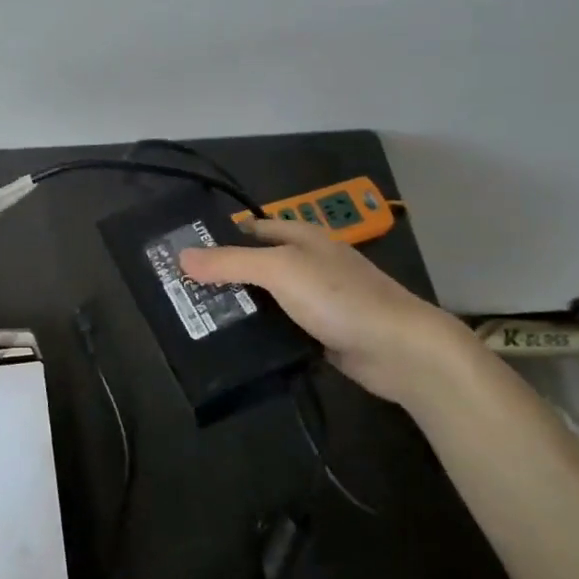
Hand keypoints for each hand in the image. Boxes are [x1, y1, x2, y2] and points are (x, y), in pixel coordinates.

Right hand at [179, 217, 474, 402]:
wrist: (399, 349)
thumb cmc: (339, 297)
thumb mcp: (280, 270)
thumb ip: (231, 262)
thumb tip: (181, 256)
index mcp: (300, 237)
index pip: (249, 229)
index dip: (217, 237)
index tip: (180, 253)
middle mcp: (306, 263)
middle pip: (255, 265)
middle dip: (222, 276)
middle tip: (179, 292)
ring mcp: (314, 300)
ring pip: (265, 299)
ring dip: (238, 308)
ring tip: (194, 320)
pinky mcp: (318, 332)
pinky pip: (279, 327)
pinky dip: (258, 333)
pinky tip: (231, 344)